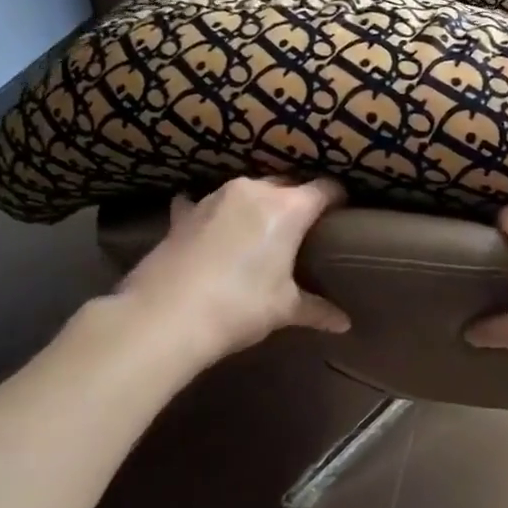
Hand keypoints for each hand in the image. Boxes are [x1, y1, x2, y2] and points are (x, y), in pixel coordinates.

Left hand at [100, 176, 349, 380]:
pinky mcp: (184, 213)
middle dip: (297, 201)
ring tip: (259, 230)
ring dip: (257, 205)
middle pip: (287, 184)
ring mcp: (214, 197)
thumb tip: (344, 323)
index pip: (325, 189)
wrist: (164, 317)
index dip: (338, 200)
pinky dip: (213, 213)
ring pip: (248, 191)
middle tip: (303, 230)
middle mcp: (254, 191)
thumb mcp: (284, 309)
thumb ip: (317, 309)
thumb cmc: (240, 306)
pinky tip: (209, 228)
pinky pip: (205, 203)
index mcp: (289, 208)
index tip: (342, 214)